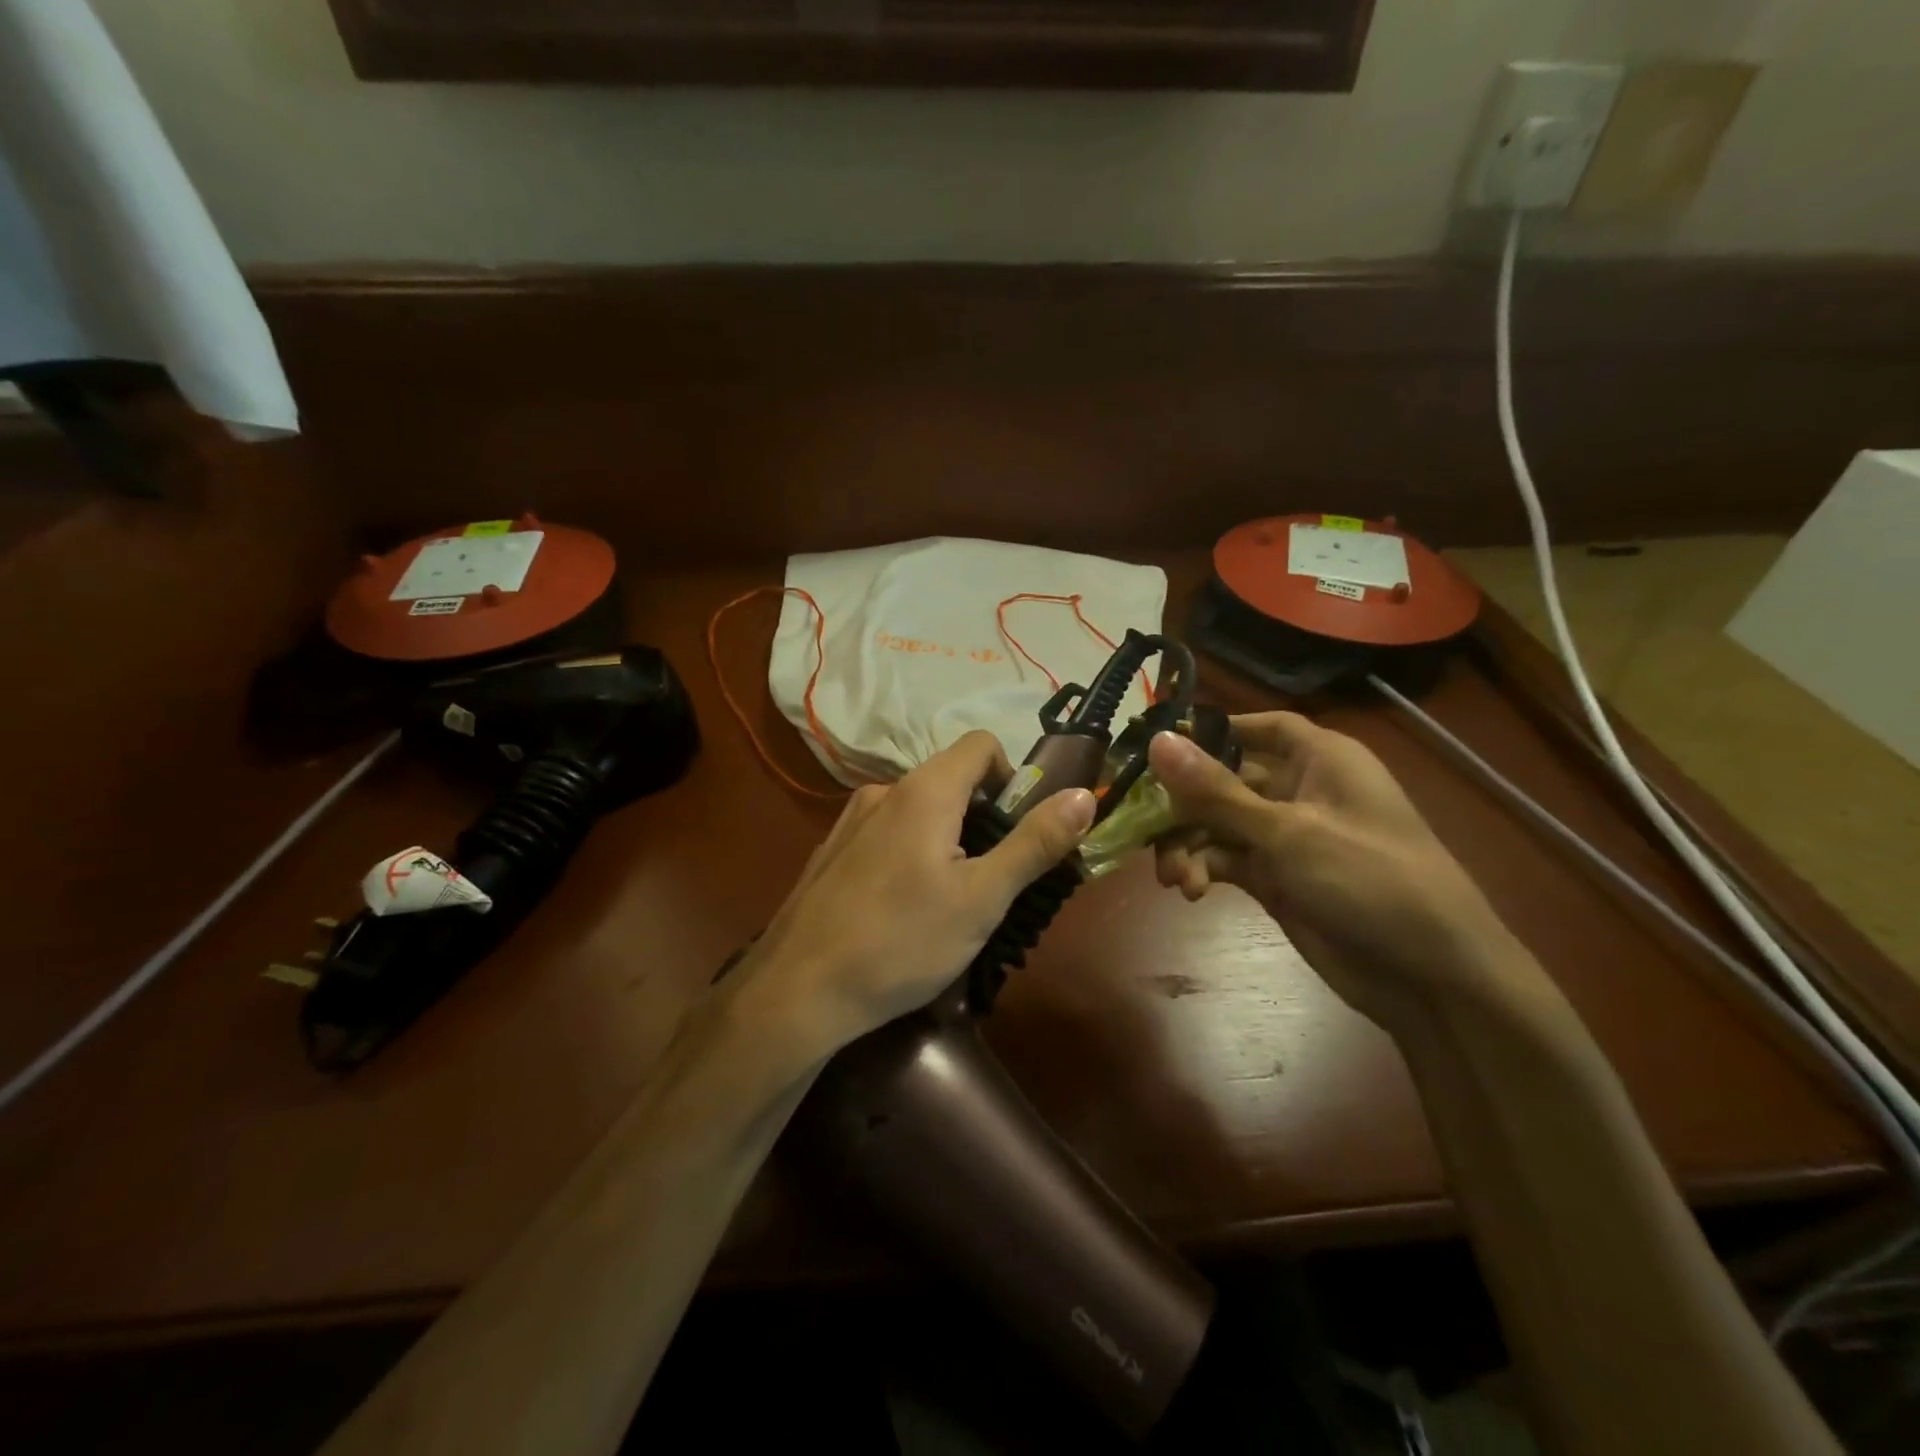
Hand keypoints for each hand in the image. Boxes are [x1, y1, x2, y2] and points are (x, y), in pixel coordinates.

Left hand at [734, 731, 1095, 1062]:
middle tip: (990, 879)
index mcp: (924, 790)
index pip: (981, 745)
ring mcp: (851, 819)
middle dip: (982, 817)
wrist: (798, 989)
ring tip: (948, 901)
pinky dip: (909, 853)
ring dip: (946, 838)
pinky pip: (887, 833)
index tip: (1017, 832)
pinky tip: (902, 908)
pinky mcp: (832, 849)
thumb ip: (1034, 843)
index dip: (1011, 777)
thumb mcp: (982, 898)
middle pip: (950, 779)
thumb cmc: (902, 942)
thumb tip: (1083, 795)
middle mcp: (884, 790)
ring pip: (918, 809)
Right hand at [1149, 714, 1547, 1032]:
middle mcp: (1298, 790)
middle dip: (1183, 802)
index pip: (1258, 727)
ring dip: (1187, 844)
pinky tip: (1190, 890)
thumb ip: (1217, 791)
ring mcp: (1285, 837)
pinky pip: (1223, 859)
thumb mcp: (1288, 832)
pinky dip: (1202, 869)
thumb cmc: (1370, 880)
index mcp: (1319, 758)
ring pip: (1216, 823)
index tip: (1157, 744)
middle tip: (1141, 822)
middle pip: (1223, 778)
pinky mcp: (1274, 878)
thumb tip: (1158, 741)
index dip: (1211, 730)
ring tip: (1174, 876)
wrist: (1430, 977)